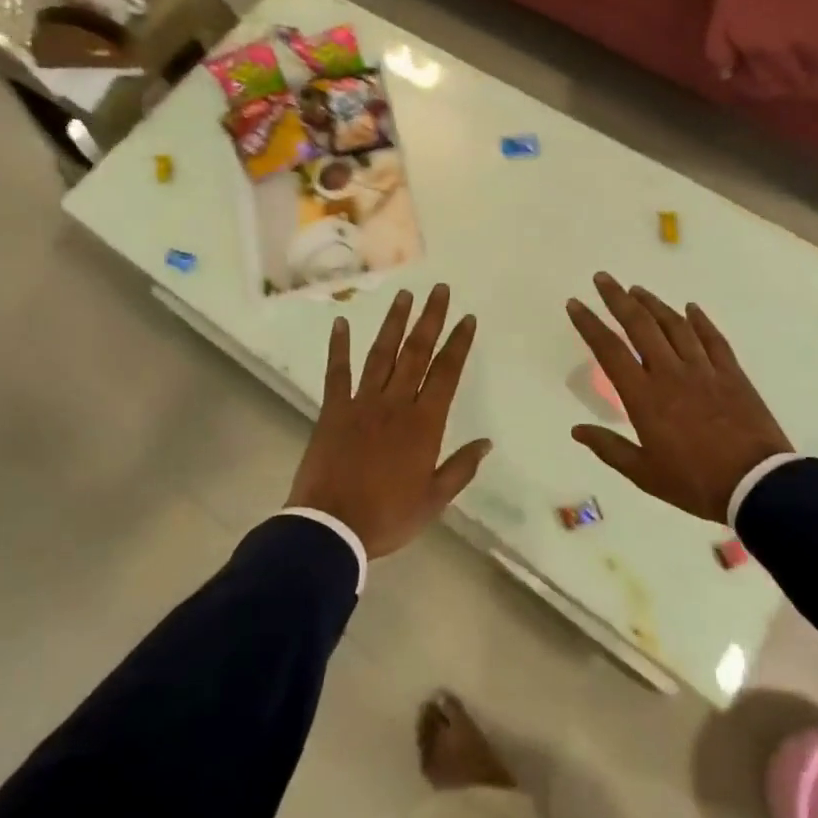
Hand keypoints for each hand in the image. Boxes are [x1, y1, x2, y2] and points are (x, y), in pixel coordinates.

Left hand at [289, 283, 491, 557]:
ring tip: (404, 295)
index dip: (459, 343)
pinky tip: (341, 323)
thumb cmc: (387, 516)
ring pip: (382, 354)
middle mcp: (395, 403)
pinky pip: (337, 372)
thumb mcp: (434, 500)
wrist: (331, 527)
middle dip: (430, 319)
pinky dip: (339, 347)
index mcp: (424, 424)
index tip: (467, 318)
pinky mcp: (333, 409)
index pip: (446, 373)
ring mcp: (362, 403)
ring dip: (394, 323)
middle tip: (439, 290)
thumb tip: (486, 443)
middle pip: (416, 353)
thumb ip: (461, 468)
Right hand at [567, 274, 792, 523]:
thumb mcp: (644, 473)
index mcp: (644, 396)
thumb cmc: (695, 482)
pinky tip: (691, 308)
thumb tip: (577, 430)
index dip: (590, 324)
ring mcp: (704, 369)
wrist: (758, 485)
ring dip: (653, 304)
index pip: (609, 350)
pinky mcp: (732, 374)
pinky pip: (713, 339)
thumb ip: (609, 448)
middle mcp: (670, 372)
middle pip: (640, 325)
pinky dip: (700, 320)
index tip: (575, 303)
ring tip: (637, 289)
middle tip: (603, 278)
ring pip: (675, 325)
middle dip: (618, 298)